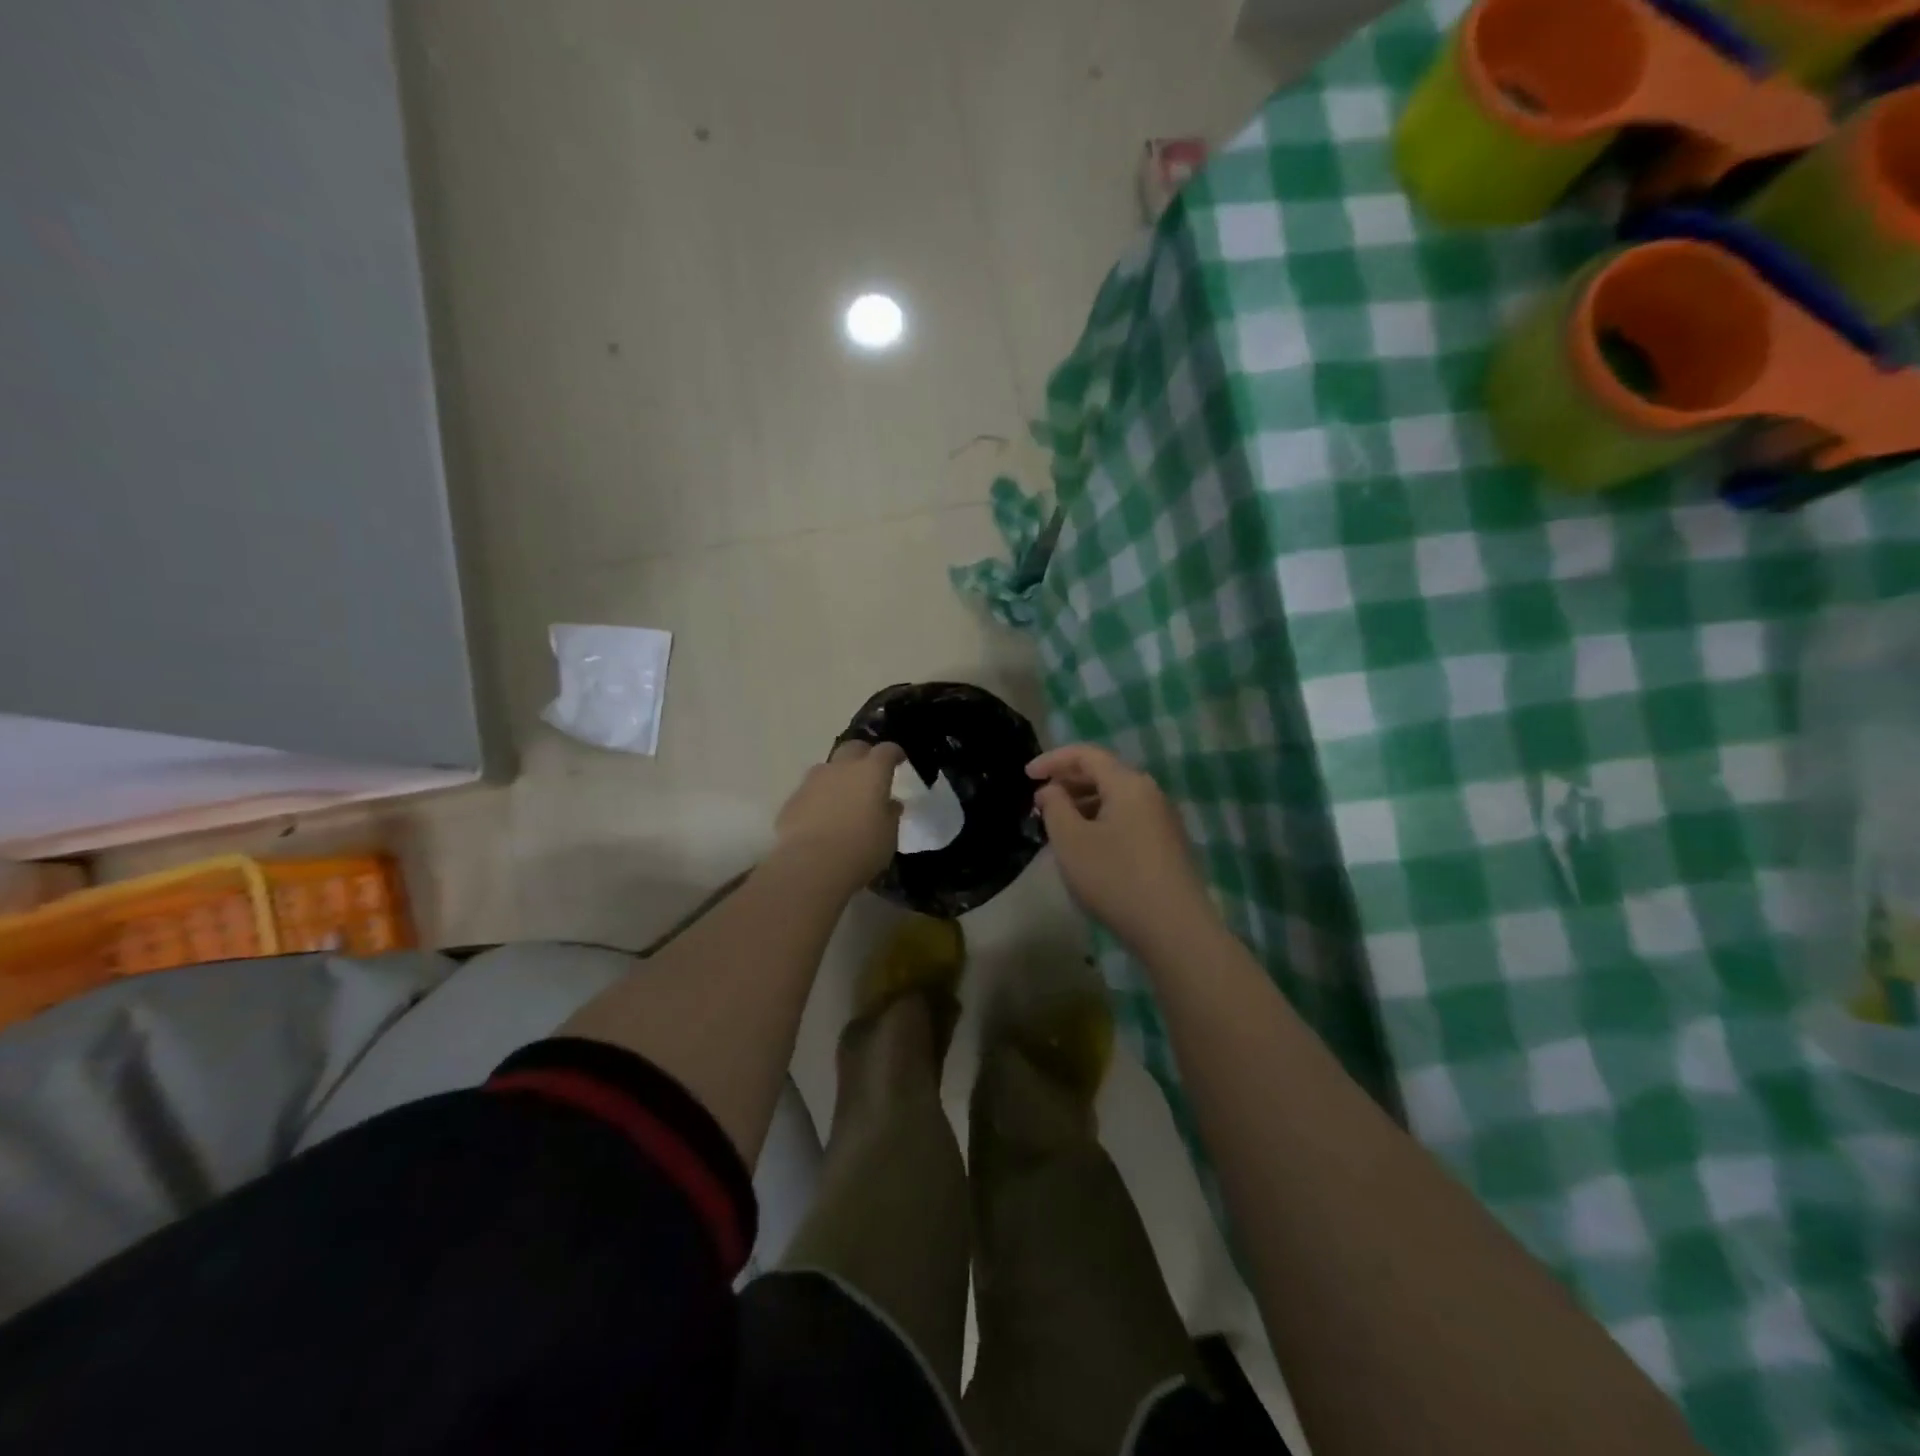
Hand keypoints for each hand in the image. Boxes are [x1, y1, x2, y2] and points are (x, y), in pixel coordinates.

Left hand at [774, 740, 905, 892]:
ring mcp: (812, 782)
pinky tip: (820, 819)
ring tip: (842, 798)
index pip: (886, 750)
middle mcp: (841, 768)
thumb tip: (890, 804)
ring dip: (837, 777)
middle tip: (869, 773)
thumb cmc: (861, 849)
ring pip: (828, 769)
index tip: (899, 760)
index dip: (894, 753)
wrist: (811, 865)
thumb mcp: (888, 835)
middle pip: (853, 748)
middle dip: (863, 755)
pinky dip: (818, 799)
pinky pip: (810, 792)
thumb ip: (890, 814)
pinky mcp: (792, 800)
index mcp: (871, 772)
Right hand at [1030, 743, 1217, 957]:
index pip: (1086, 754)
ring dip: (1082, 803)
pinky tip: (1085, 845)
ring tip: (1057, 824)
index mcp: (1128, 783)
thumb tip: (1052, 790)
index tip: (1026, 775)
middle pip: (1104, 773)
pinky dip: (1100, 820)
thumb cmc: (1115, 878)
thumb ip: (1055, 806)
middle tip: (1039, 801)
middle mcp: (1150, 793)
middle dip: (1067, 781)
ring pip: (1115, 798)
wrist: (1174, 929)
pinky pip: (1126, 818)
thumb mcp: (1071, 841)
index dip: (1053, 759)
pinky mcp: (1166, 845)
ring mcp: (1162, 820)